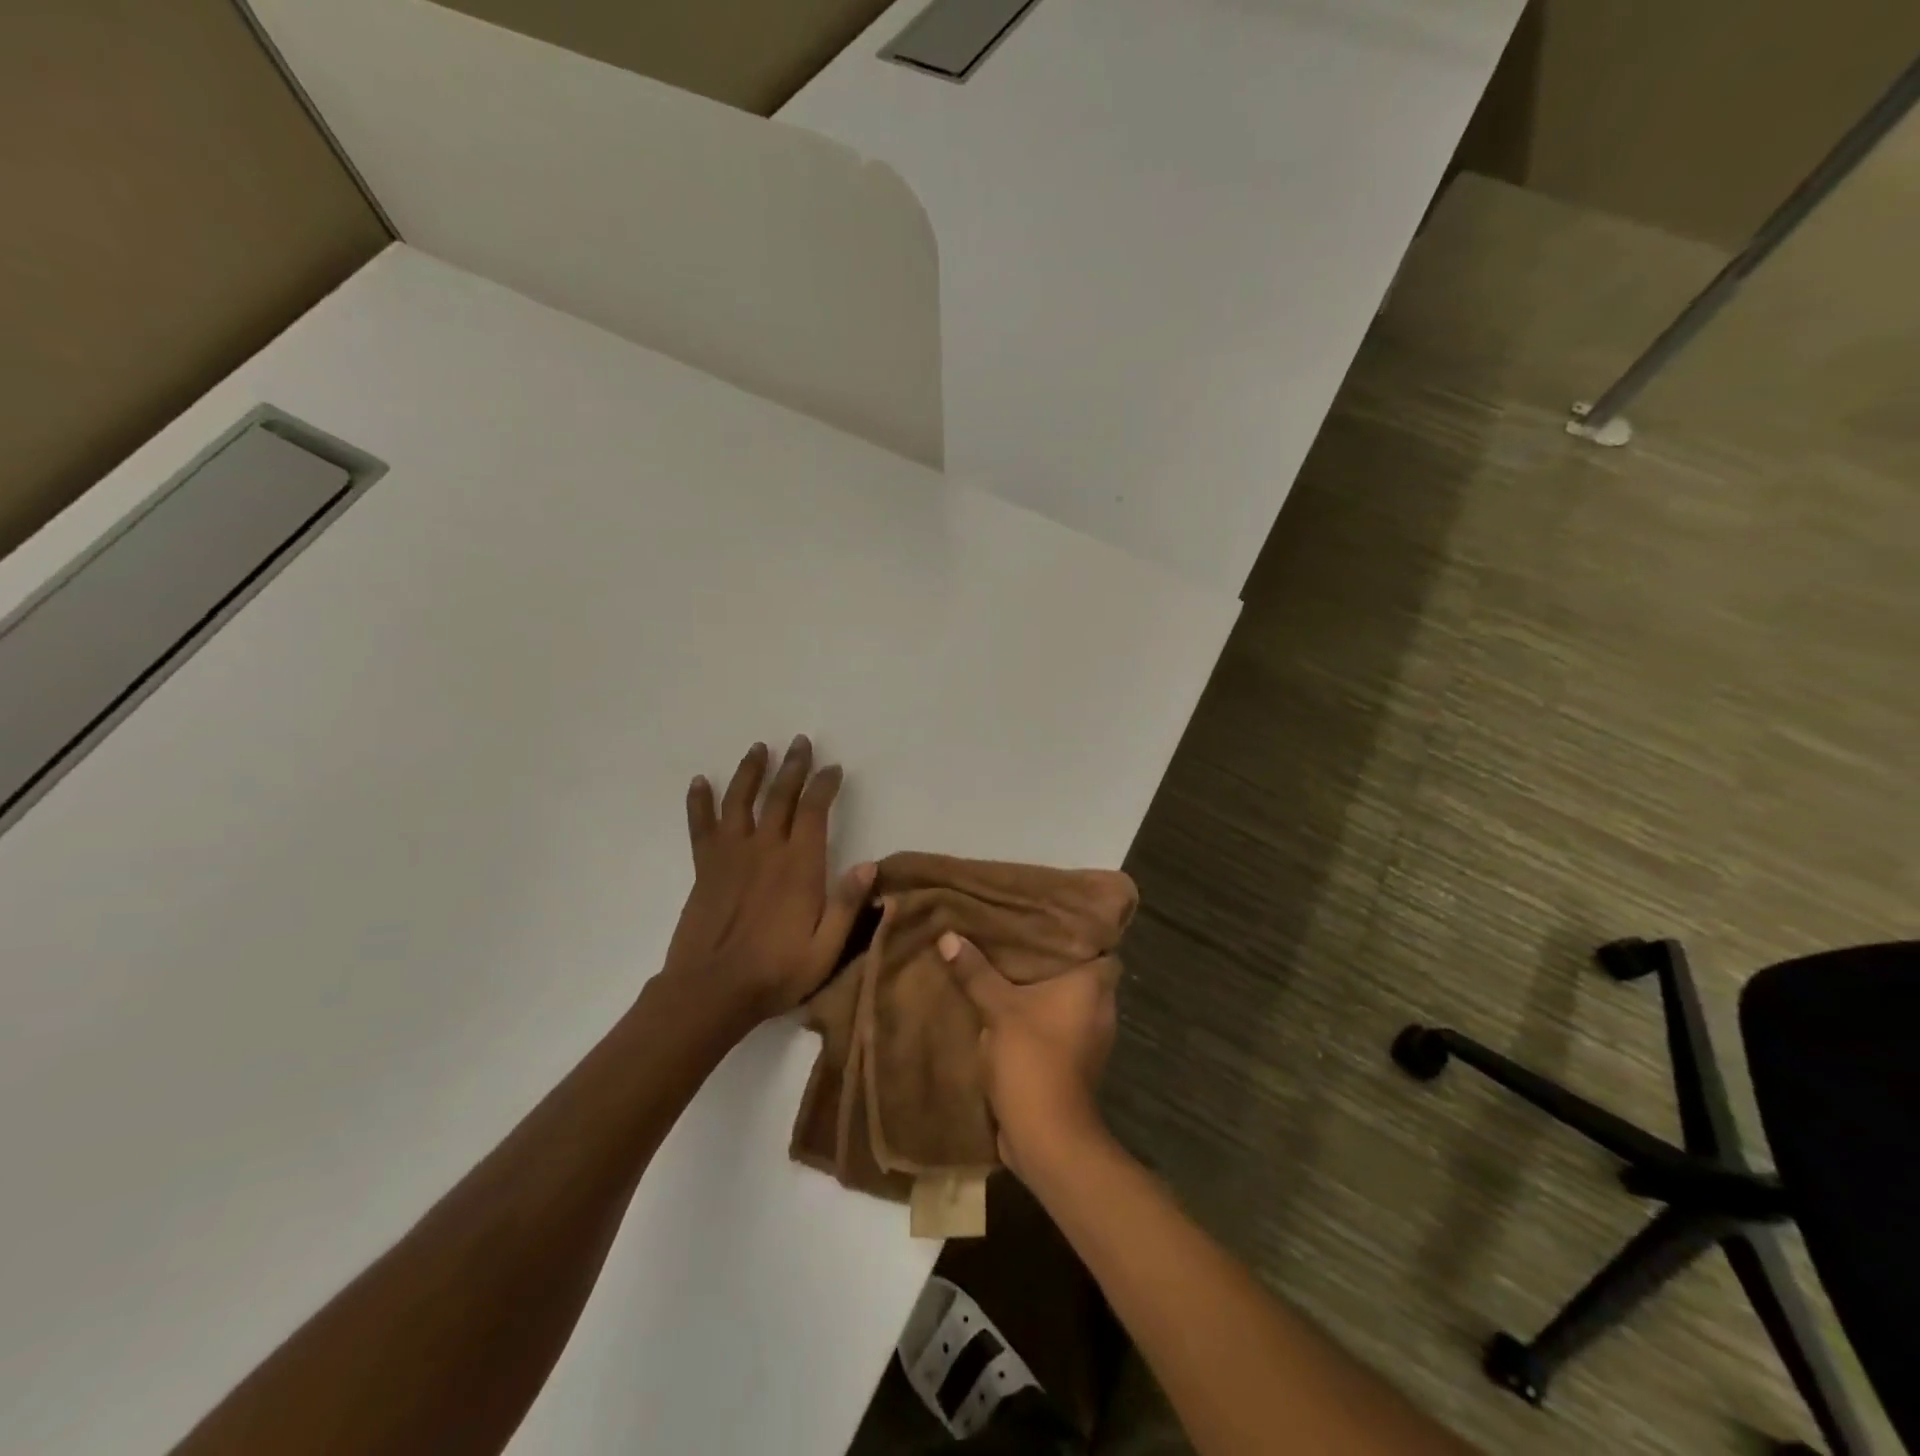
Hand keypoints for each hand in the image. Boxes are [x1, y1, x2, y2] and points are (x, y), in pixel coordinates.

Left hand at [664, 737, 875, 1021]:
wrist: (710, 991)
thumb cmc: (775, 972)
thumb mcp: (825, 948)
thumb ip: (847, 904)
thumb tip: (869, 863)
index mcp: (799, 866)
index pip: (814, 811)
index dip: (824, 785)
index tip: (833, 768)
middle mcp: (766, 849)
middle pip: (780, 796)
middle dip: (793, 766)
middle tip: (800, 742)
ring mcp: (731, 855)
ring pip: (740, 801)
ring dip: (750, 771)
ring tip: (759, 748)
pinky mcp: (705, 867)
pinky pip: (701, 826)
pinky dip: (700, 802)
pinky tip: (700, 781)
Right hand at [938, 932, 1117, 1177]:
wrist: (1047, 1137)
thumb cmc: (1033, 1058)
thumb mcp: (999, 1009)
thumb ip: (976, 972)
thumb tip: (948, 936)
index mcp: (1094, 986)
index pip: (1100, 946)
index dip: (1080, 933)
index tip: (1049, 919)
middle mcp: (1100, 1009)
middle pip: (1080, 973)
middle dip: (1051, 960)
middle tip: (1018, 936)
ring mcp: (1090, 1040)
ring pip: (1066, 1002)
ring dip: (1042, 991)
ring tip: (1007, 966)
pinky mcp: (1075, 1065)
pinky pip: (1057, 1027)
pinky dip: (1038, 1018)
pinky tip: (1007, 1008)